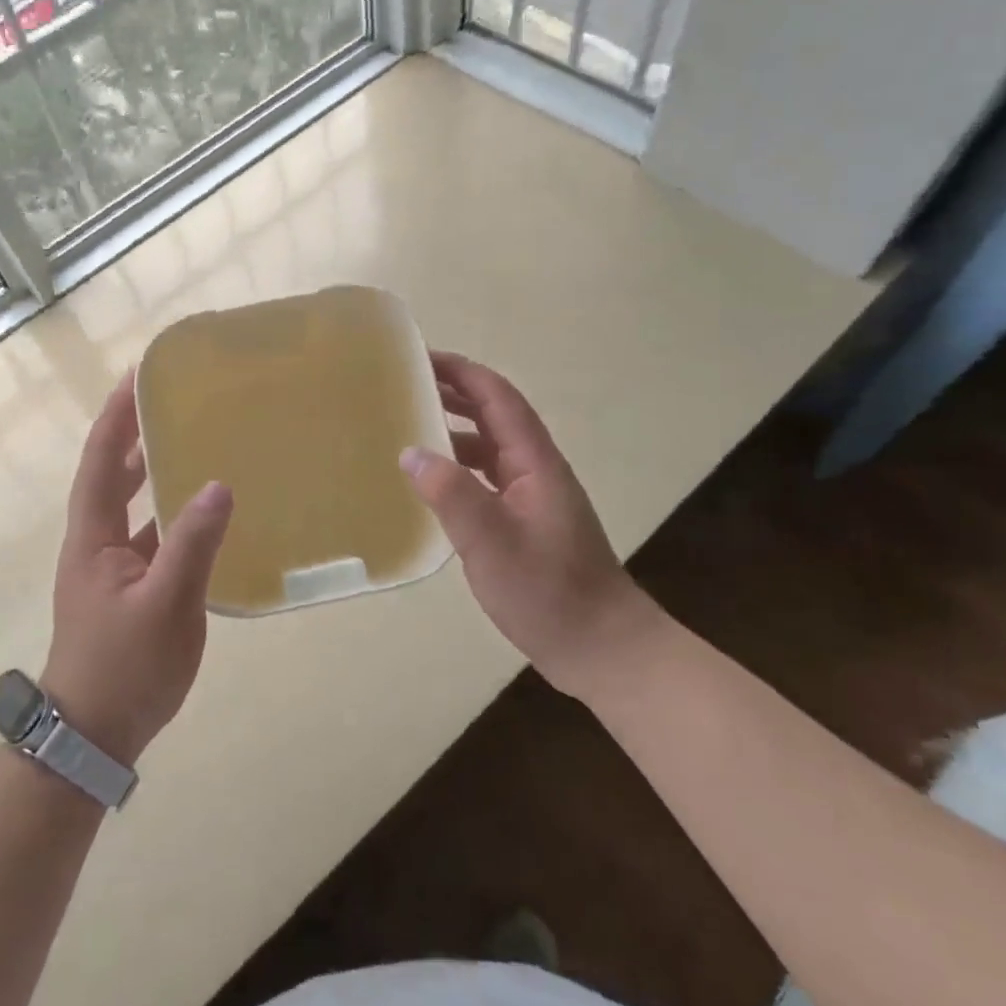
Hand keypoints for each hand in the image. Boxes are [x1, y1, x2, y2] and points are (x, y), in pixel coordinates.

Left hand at [44, 369, 233, 764]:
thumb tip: (217, 485)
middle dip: (135, 433)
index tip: (137, 375)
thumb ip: (191, 545)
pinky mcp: (132, 587)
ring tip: (193, 439)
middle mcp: (98, 542)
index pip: (102, 460)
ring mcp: (114, 566)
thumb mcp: (165, 606)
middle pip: (113, 474)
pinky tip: (205, 510)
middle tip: (171, 398)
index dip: (116, 416)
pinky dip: (172, 514)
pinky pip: (153, 534)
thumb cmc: (124, 667)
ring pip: (134, 504)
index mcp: (94, 536)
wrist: (95, 736)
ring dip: (155, 470)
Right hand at [400, 351, 658, 699]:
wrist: (602, 647)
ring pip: (488, 447)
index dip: (462, 372)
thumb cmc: (550, 592)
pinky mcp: (524, 522)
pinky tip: (431, 482)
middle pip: (493, 415)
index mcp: (535, 462)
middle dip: (453, 392)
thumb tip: (410, 452)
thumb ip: (452, 494)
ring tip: (407, 425)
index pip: (498, 398)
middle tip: (404, 385)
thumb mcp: (492, 543)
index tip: (420, 357)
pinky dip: (457, 467)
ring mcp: (531, 497)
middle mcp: (535, 470)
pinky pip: (485, 478)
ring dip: (453, 429)